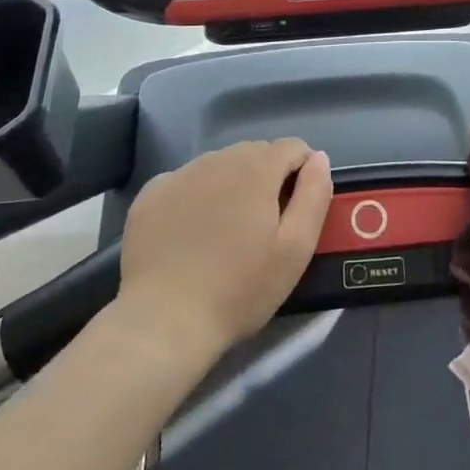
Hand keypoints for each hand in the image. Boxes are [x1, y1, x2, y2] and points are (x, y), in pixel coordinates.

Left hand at [116, 139, 332, 363]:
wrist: (163, 321)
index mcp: (256, 168)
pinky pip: (185, 182)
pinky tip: (192, 232)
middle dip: (268, 178)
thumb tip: (319, 159)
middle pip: (255, 153)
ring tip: (229, 230)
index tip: (301, 207)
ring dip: (232, 184)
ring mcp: (180, 174)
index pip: (293, 148)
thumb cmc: (239, 289)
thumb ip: (314, 195)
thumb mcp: (295, 249)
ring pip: (219, 165)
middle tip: (266, 224)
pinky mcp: (151, 194)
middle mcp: (218, 159)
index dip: (304, 171)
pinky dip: (196, 196)